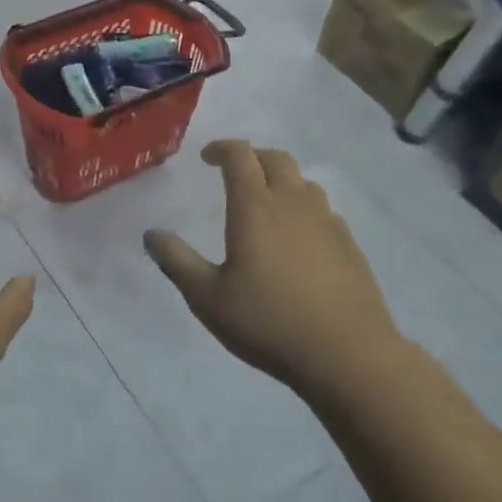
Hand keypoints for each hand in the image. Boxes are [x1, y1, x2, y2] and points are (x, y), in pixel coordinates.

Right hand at [144, 141, 401, 395]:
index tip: (207, 157)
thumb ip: (177, 261)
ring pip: (303, 182)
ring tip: (267, 202)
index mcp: (255, 207)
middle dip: (252, 157)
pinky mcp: (349, 244)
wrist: (347, 353)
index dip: (221, 148)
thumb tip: (152, 234)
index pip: (239, 156)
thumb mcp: (208, 298)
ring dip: (281, 180)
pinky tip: (299, 237)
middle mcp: (293, 203)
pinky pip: (324, 210)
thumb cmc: (268, 321)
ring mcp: (326, 221)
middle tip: (235, 172)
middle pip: (275, 158)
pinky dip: (305, 208)